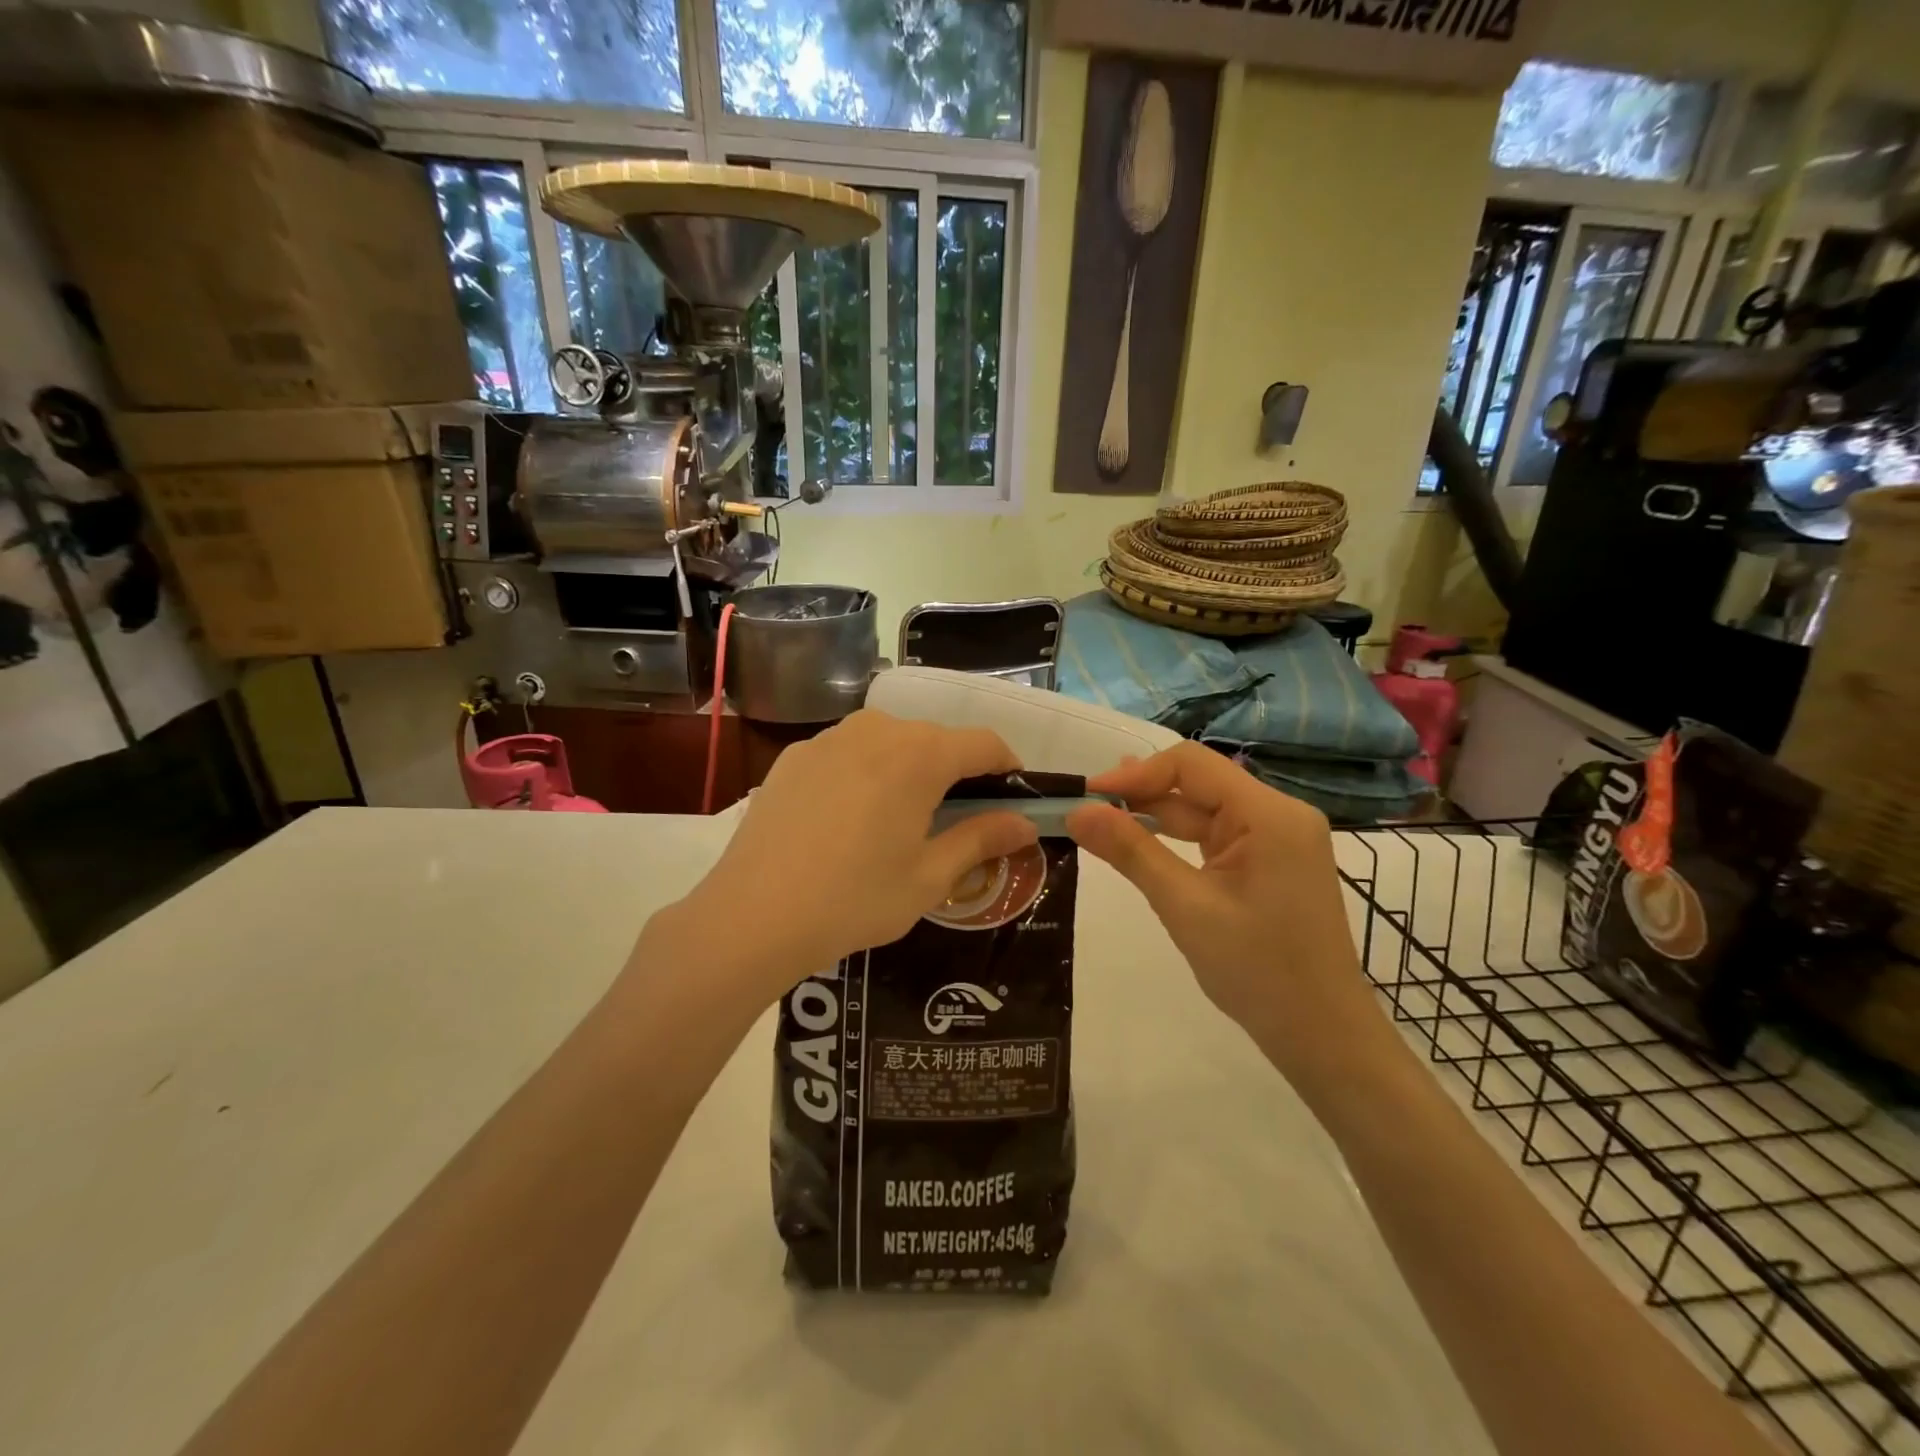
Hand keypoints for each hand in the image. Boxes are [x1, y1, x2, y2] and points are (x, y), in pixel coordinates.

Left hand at [666, 710, 1038, 1001]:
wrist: (752, 915)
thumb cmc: (855, 898)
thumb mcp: (930, 877)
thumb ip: (982, 839)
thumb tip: (1024, 822)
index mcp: (920, 755)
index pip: (985, 744)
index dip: (1007, 768)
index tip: (1013, 800)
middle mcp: (878, 729)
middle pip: (936, 740)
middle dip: (957, 774)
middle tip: (957, 822)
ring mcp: (830, 738)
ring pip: (890, 743)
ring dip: (909, 771)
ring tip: (899, 822)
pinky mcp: (795, 755)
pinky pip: (849, 754)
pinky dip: (866, 775)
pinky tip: (848, 821)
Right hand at [1065, 743, 1377, 1079]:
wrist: (1321, 1035)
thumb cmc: (1257, 971)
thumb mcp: (1185, 907)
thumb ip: (1131, 851)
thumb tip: (1077, 811)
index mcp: (1269, 814)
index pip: (1191, 765)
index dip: (1135, 774)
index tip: (1087, 796)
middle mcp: (1278, 814)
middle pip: (1198, 784)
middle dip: (1140, 794)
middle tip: (1085, 812)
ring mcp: (1277, 838)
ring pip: (1203, 809)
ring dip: (1154, 815)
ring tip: (1101, 823)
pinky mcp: (1270, 861)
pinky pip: (1215, 835)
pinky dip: (1176, 838)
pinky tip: (1141, 844)